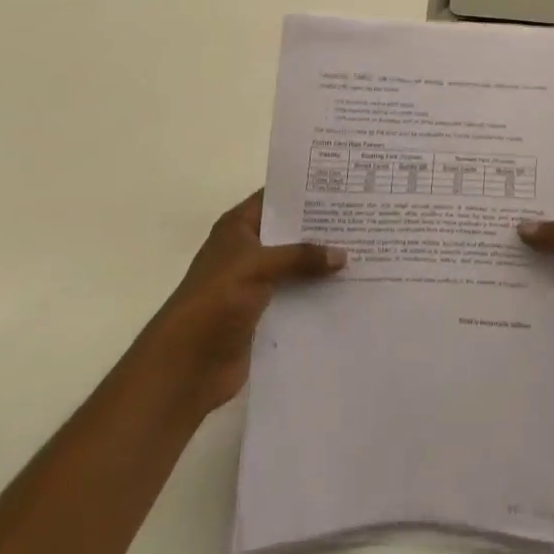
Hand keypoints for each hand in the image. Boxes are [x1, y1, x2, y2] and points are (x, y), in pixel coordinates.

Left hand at [157, 191, 345, 414]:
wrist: (185, 367)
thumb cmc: (214, 302)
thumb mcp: (257, 267)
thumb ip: (300, 257)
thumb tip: (343, 255)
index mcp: (238, 228)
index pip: (276, 198)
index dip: (306, 191)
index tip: (345, 185)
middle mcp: (249, 249)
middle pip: (291, 232)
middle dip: (323, 228)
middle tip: (364, 216)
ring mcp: (257, 282)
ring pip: (298, 264)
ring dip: (324, 263)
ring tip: (367, 250)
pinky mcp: (265, 312)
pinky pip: (299, 294)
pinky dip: (319, 292)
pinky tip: (351, 288)